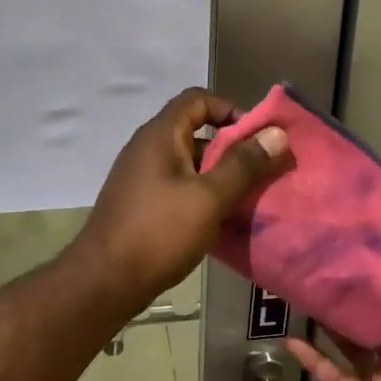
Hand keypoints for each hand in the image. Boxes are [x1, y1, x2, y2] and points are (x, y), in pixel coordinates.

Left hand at [72, 87, 289, 305]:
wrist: (104, 282)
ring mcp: (141, 178)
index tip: (257, 138)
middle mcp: (148, 149)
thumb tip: (277, 133)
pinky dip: (202, 197)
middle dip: (232, 149)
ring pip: (189, 165)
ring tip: (248, 200)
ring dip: (219, 177)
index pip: (198, 99)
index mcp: (161, 135)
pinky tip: (221, 222)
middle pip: (196, 132)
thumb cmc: (159, 232)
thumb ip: (244, 165)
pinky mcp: (141, 205)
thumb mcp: (210, 197)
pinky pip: (179, 189)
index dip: (230, 109)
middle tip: (261, 172)